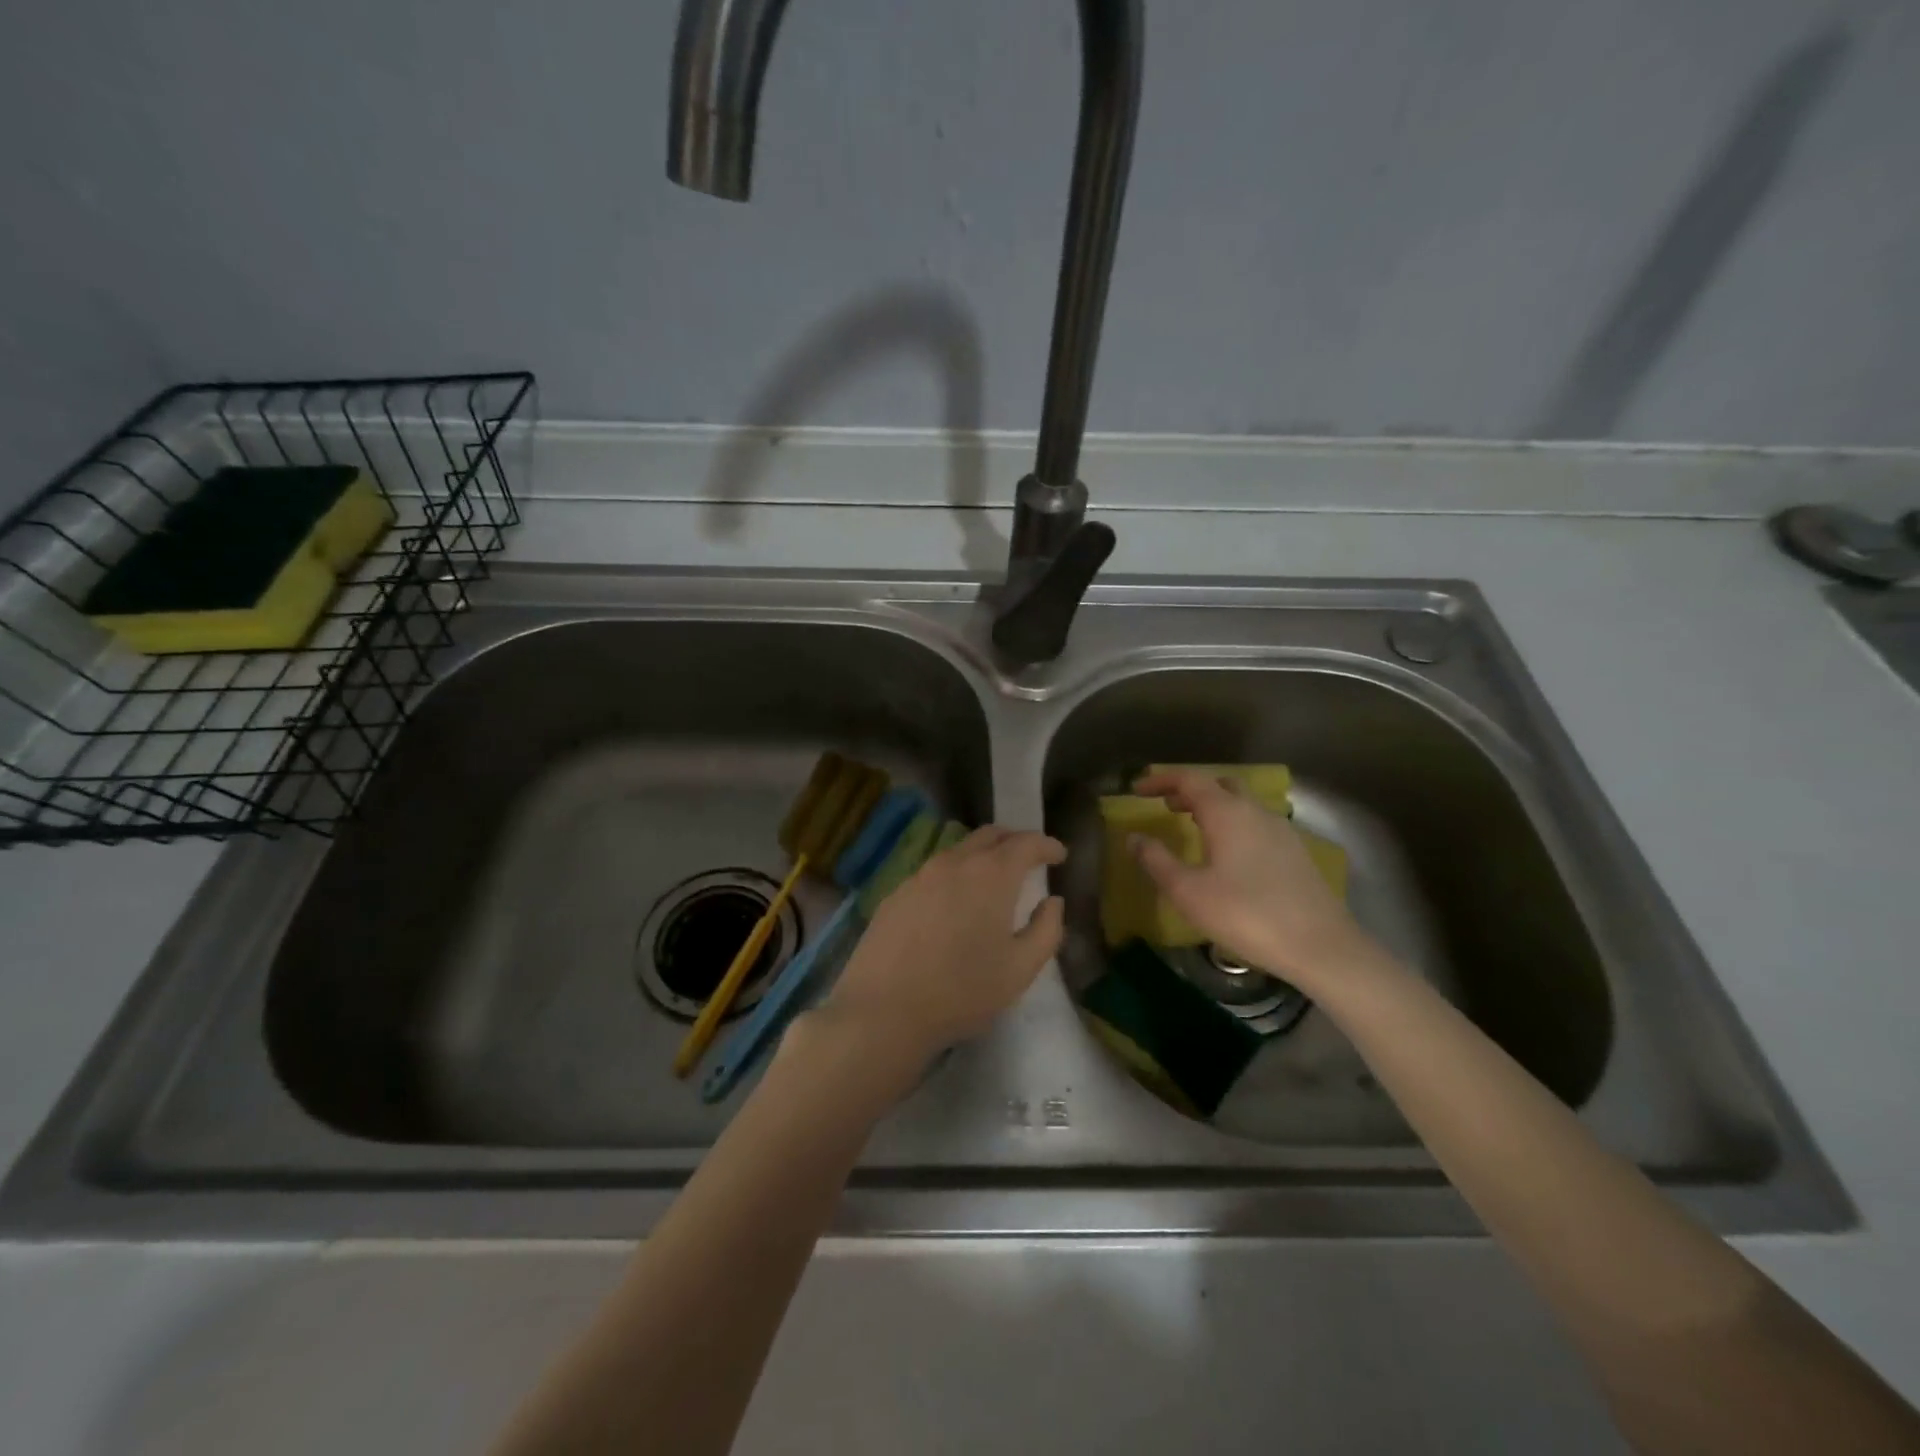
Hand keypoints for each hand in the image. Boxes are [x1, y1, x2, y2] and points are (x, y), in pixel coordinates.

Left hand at [822, 826, 1066, 1064]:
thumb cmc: (962, 991)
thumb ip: (1046, 930)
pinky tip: (953, 903)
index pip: (1026, 843)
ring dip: (982, 856)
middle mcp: (954, 863)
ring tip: (993, 879)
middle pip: (989, 835)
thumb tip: (1052, 901)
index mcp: (991, 875)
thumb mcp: (1020, 968)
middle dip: (1014, 840)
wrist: (883, 1010)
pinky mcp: (896, 894)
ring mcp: (920, 875)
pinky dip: (954, 875)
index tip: (1059, 855)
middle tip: (1029, 857)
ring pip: (958, 851)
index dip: (1047, 845)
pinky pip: (933, 873)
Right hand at [1129, 768, 1373, 992]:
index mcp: (1227, 813)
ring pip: (1241, 803)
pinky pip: (1256, 823)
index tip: (1137, 789)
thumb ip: (1157, 861)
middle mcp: (1255, 812)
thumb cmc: (1246, 915)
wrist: (1320, 946)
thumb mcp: (1189, 892)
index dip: (1161, 780)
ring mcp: (1280, 830)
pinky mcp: (1295, 852)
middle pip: (1219, 784)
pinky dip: (1233, 824)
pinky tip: (1227, 853)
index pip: (1189, 779)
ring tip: (1192, 827)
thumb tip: (1134, 838)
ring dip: (1213, 807)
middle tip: (1165, 806)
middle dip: (1189, 790)